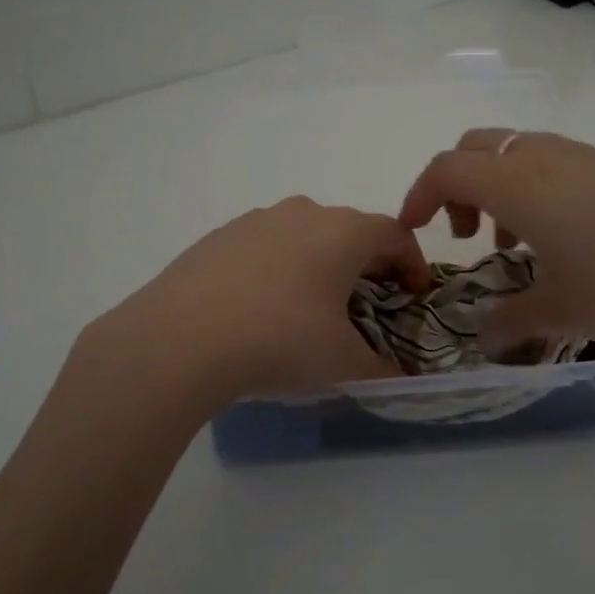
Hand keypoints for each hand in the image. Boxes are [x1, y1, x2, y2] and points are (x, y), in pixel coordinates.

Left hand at [88, 197, 430, 403]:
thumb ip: (383, 372)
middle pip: (350, 230)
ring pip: (305, 235)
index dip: (414, 264)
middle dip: (368, 264)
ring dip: (321, 263)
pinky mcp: (219, 237)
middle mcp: (302, 213)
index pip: (395, 235)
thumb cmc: (279, 341)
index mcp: (342, 232)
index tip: (414, 296)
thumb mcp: (342, 364)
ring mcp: (256, 221)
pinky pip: (265, 246)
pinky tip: (263, 307)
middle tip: (371, 303)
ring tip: (314, 306)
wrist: (180, 339)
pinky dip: (279, 268)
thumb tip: (400, 381)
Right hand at [399, 130, 594, 370]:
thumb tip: (483, 340)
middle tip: (469, 235)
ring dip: (499, 189)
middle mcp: (545, 156)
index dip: (418, 196)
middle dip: (457, 186)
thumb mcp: (560, 312)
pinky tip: (565, 243)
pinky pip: (555, 164)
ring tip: (518, 245)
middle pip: (476, 147)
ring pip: (518, 153)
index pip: (446, 169)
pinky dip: (536, 191)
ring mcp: (587, 158)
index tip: (413, 231)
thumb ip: (510, 322)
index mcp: (517, 183)